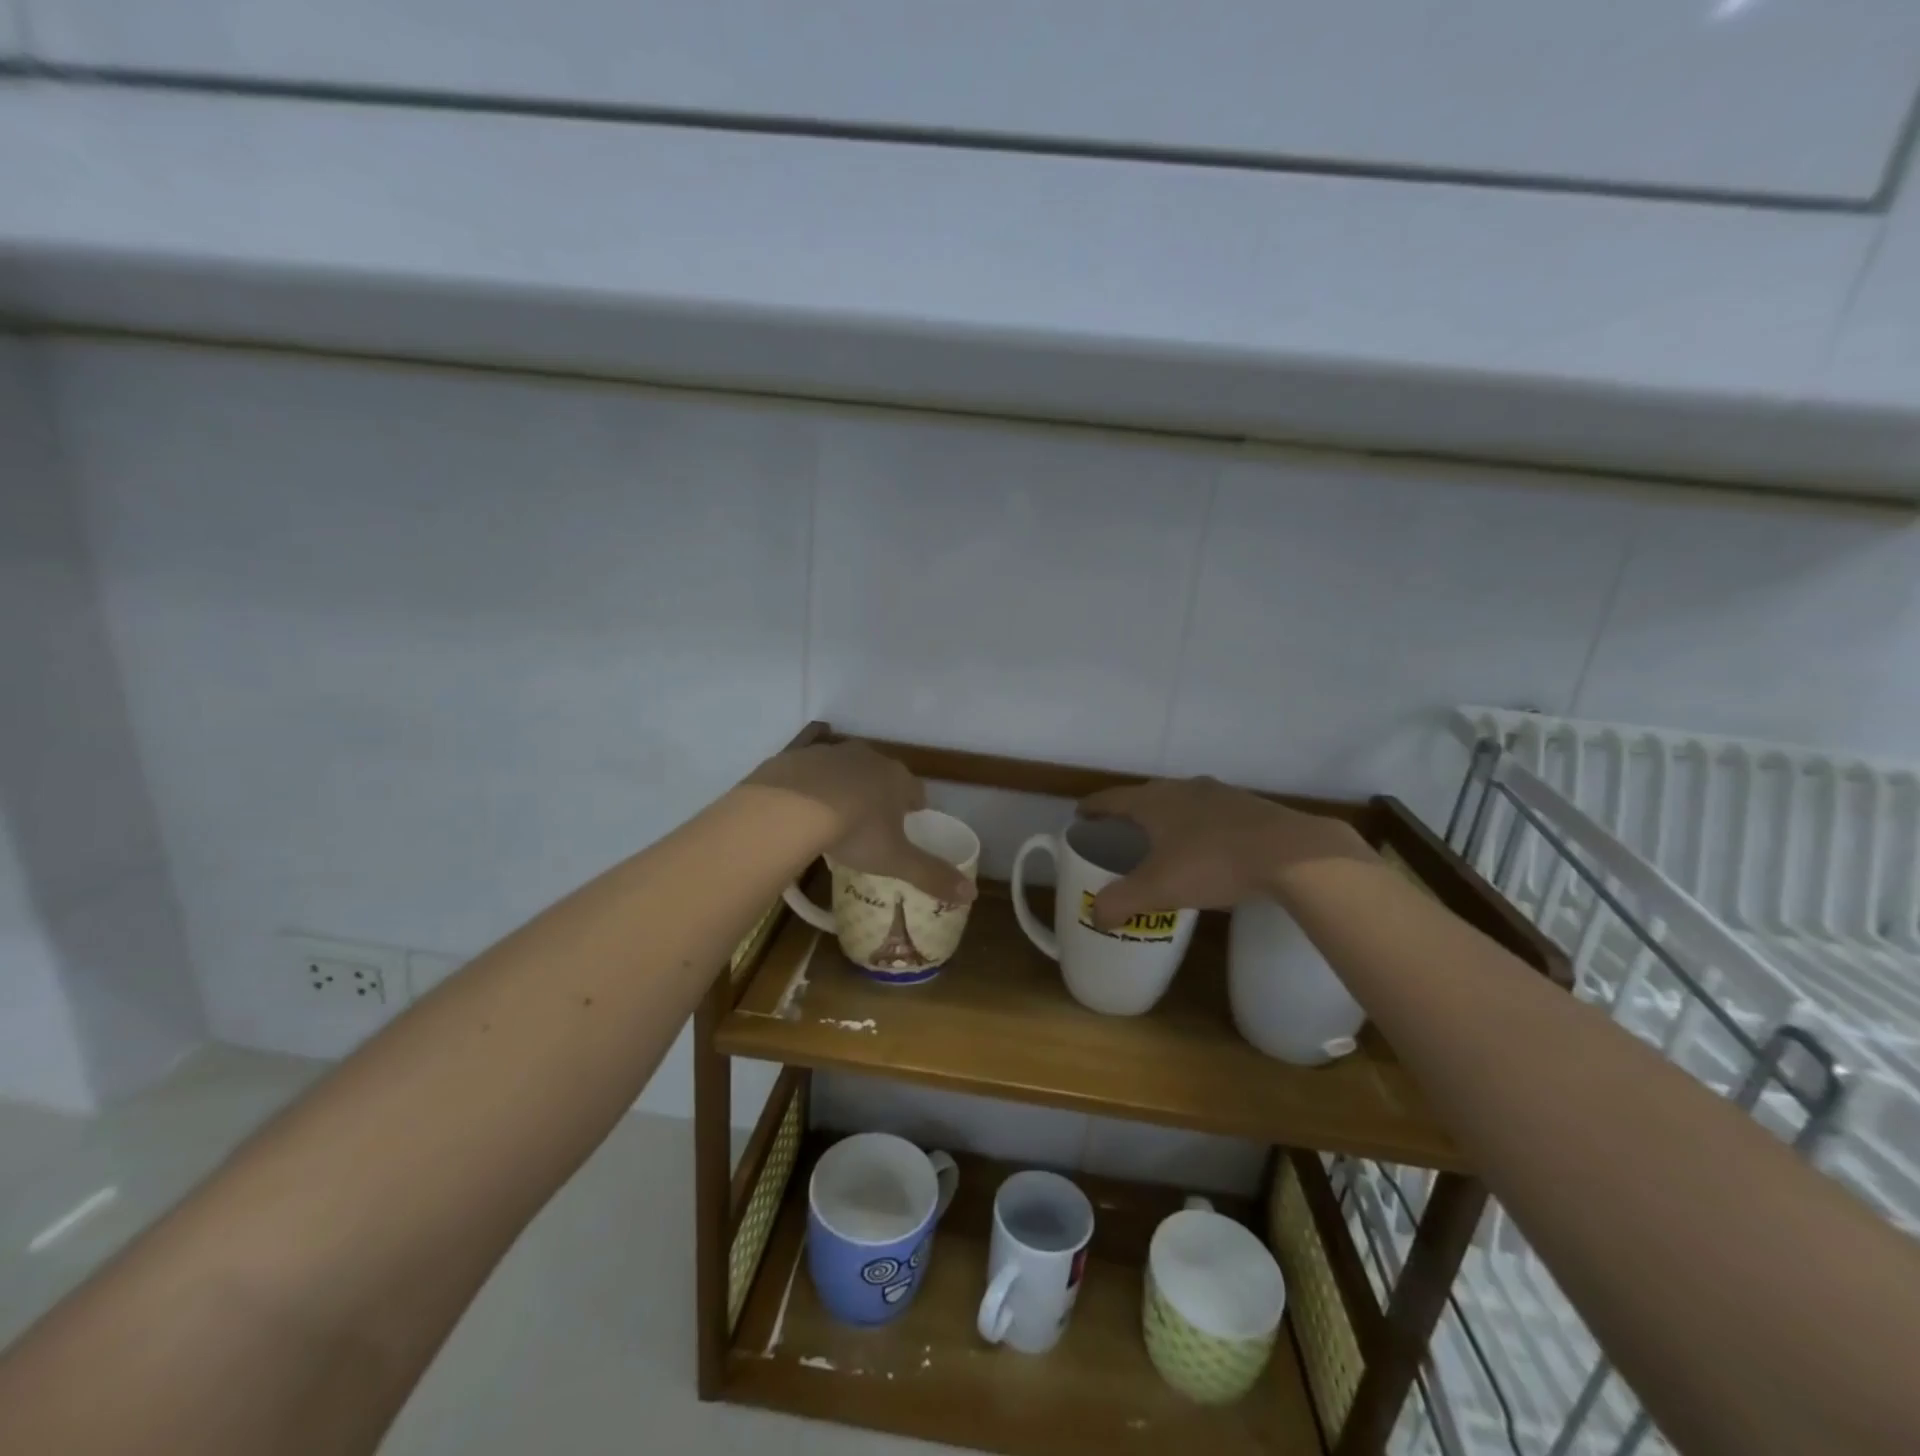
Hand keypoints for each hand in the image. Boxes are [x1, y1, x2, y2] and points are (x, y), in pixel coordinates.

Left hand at [743, 741, 976, 903]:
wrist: (791, 808)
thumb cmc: (855, 831)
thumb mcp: (896, 859)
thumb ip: (932, 875)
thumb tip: (972, 894)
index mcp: (896, 778)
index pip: (915, 790)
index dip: (914, 807)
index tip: (909, 823)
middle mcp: (867, 758)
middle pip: (881, 775)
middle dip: (879, 795)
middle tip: (872, 824)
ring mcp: (830, 754)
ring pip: (844, 771)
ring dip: (844, 789)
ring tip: (835, 818)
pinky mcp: (797, 758)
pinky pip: (810, 774)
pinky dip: (810, 789)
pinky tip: (801, 811)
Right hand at [1077, 777, 1373, 928]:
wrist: (1291, 854)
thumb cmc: (1212, 863)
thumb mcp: (1158, 889)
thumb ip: (1121, 902)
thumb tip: (1096, 916)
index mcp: (1154, 801)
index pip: (1111, 799)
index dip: (1093, 808)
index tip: (1080, 816)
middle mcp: (1183, 788)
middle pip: (1146, 797)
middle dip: (1130, 814)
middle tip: (1120, 835)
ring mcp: (1219, 794)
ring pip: (1181, 803)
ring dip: (1167, 819)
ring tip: (1162, 843)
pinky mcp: (1249, 807)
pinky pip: (1210, 814)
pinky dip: (1198, 827)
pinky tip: (1207, 849)